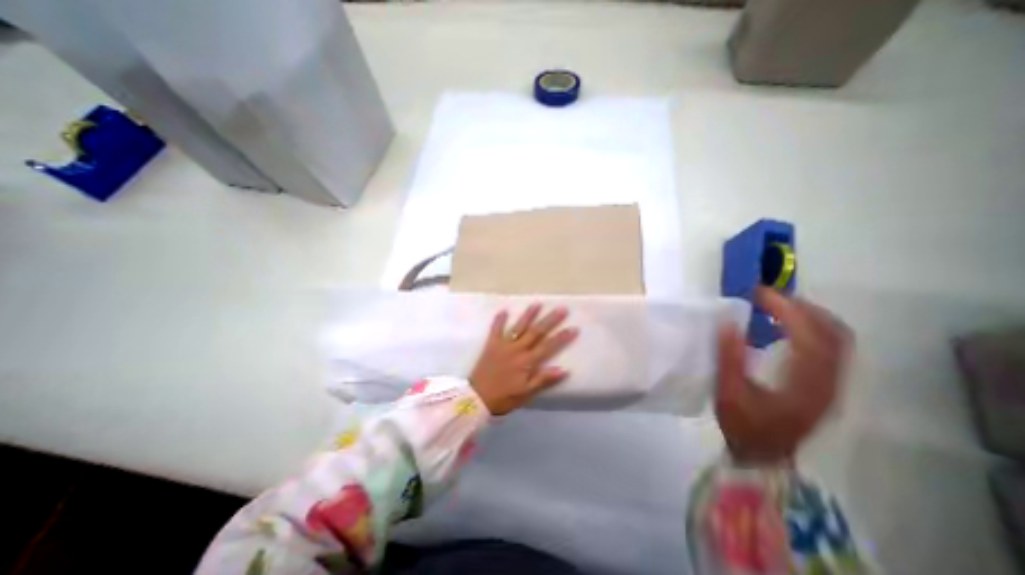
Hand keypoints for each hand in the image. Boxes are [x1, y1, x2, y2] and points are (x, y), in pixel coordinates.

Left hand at [469, 304, 578, 413]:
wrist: (477, 398)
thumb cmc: (504, 397)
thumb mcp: (526, 393)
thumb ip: (543, 379)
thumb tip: (564, 369)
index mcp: (527, 361)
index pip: (548, 346)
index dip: (562, 337)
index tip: (573, 328)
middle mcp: (517, 349)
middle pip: (536, 332)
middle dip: (550, 320)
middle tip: (561, 309)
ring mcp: (503, 345)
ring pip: (519, 327)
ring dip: (528, 315)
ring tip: (537, 304)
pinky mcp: (491, 345)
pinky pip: (495, 330)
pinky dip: (499, 320)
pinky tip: (503, 310)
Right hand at [714, 286, 854, 464]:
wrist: (763, 455)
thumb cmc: (743, 424)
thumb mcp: (729, 392)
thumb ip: (729, 357)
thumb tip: (728, 321)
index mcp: (806, 384)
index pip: (808, 335)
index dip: (786, 309)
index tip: (759, 293)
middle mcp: (829, 382)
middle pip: (833, 332)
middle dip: (802, 307)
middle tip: (767, 296)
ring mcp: (833, 384)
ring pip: (837, 338)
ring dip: (810, 315)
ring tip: (776, 305)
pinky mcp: (827, 384)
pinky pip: (832, 347)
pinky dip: (813, 328)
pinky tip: (787, 326)